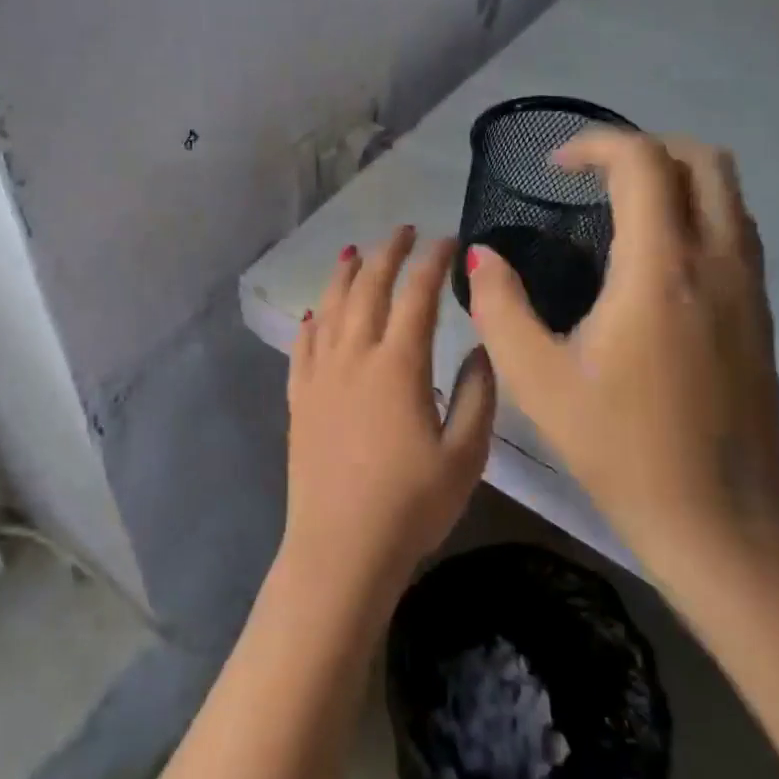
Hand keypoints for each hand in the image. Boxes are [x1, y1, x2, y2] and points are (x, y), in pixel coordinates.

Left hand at [286, 227, 497, 599]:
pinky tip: (315, 312)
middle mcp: (354, 356)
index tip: (448, 240)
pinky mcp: (298, 399)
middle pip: (369, 288)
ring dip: (345, 275)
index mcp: (398, 364)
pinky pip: (302, 346)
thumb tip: (479, 347)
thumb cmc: (411, 506)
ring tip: (356, 253)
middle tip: (403, 230)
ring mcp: (320, 376)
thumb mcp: (466, 454)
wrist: (341, 548)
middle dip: (388, 253)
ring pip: (330, 308)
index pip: (417, 295)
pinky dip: (312, 321)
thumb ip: (478, 394)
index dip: (433, 261)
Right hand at [465, 131, 778, 581]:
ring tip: (621, 211)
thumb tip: (481, 257)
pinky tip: (654, 261)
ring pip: (729, 193)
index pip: (643, 162)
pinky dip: (697, 214)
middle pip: (703, 160)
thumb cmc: (618, 447)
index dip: (595, 145)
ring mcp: (751, 288)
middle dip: (645, 149)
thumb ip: (500, 307)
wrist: (718, 518)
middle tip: (593, 180)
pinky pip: (737, 232)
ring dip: (676, 179)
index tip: (555, 168)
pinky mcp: (763, 315)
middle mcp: (718, 263)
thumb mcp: (536, 380)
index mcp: (660, 271)